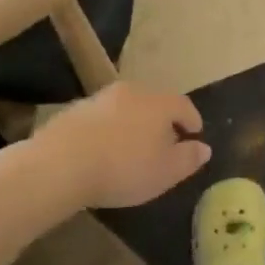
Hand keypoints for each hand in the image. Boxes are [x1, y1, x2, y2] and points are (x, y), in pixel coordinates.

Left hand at [33, 82, 212, 209]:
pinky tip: (104, 148)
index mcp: (159, 103)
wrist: (61, 163)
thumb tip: (204, 147)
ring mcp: (101, 98)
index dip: (192, 118)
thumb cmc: (123, 168)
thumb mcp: (165, 172)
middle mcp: (133, 92)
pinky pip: (102, 116)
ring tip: (133, 145)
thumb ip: (188, 158)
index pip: (183, 105)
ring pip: (127, 107)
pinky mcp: (76, 109)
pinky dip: (110, 128)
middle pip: (154, 102)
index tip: (195, 132)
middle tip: (165, 140)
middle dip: (162, 120)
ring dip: (134, 122)